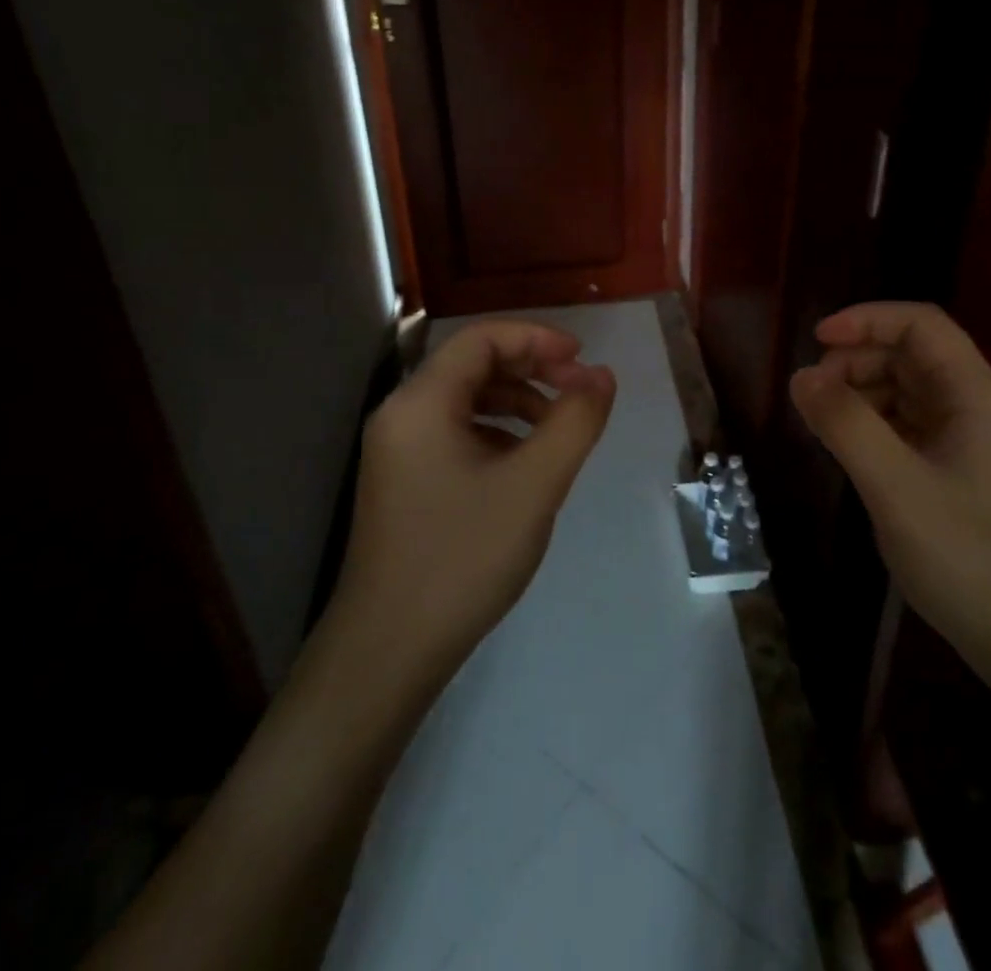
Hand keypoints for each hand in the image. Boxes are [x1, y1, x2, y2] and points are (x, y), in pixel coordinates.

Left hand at [333, 321, 615, 688]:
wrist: (388, 651)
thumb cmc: (463, 558)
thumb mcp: (534, 485)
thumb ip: (574, 421)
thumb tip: (602, 375)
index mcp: (421, 403)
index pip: (481, 339)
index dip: (536, 339)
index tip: (582, 359)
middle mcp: (401, 415)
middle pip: (472, 365)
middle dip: (530, 368)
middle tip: (578, 390)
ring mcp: (397, 451)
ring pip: (465, 400)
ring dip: (516, 400)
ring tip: (557, 429)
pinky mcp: (403, 481)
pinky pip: (454, 433)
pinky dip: (496, 431)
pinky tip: (523, 462)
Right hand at [789, 302, 990, 685]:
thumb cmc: (969, 557)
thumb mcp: (896, 487)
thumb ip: (846, 424)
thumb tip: (801, 376)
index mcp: (976, 393)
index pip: (921, 324)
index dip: (867, 319)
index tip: (816, 340)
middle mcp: (977, 407)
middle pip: (912, 354)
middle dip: (858, 359)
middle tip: (813, 391)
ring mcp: (970, 442)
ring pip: (908, 391)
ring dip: (863, 392)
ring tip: (824, 421)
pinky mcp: (959, 473)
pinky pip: (910, 427)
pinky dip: (875, 425)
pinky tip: (850, 449)